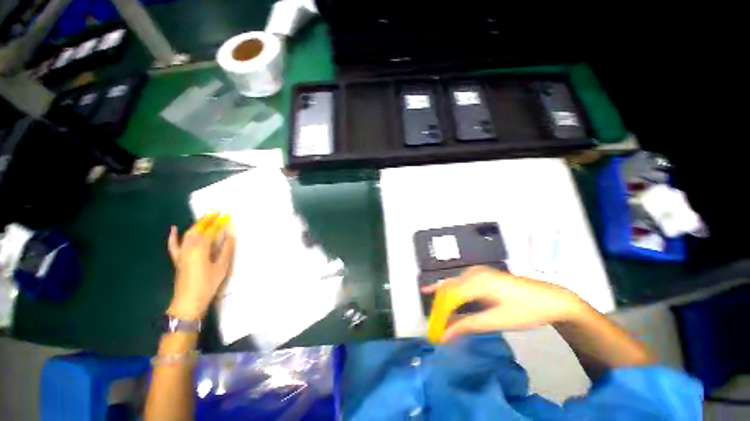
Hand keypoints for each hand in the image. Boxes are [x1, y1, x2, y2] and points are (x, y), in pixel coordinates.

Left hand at [166, 213, 235, 320]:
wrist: (188, 301)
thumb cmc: (208, 284)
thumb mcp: (221, 267)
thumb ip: (226, 249)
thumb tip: (230, 235)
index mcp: (201, 248)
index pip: (211, 231)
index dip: (219, 223)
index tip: (227, 216)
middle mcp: (189, 247)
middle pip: (198, 229)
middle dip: (207, 220)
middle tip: (217, 213)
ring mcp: (181, 253)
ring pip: (188, 234)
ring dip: (197, 225)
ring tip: (205, 218)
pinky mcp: (177, 259)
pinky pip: (174, 245)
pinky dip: (174, 236)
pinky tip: (175, 228)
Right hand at [422, 266, 588, 341]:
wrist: (551, 298)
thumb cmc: (525, 311)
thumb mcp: (497, 320)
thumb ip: (468, 325)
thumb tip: (445, 335)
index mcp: (476, 282)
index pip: (448, 297)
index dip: (440, 313)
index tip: (436, 330)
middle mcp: (472, 273)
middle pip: (447, 288)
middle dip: (439, 305)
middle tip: (434, 323)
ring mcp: (477, 271)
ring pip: (452, 284)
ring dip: (445, 299)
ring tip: (438, 314)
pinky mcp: (481, 274)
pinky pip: (460, 282)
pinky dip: (452, 292)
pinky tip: (448, 298)